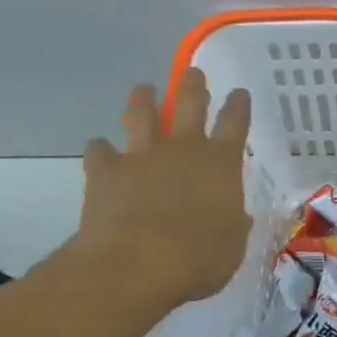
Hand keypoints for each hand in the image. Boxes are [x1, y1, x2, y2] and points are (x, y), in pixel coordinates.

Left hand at [72, 69, 252, 306]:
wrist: (136, 264)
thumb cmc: (198, 258)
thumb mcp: (232, 245)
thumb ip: (233, 224)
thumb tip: (236, 216)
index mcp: (221, 162)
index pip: (235, 123)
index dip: (238, 105)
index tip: (239, 92)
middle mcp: (184, 148)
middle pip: (190, 103)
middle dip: (193, 85)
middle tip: (192, 72)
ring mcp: (143, 155)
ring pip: (142, 114)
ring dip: (143, 99)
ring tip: (143, 89)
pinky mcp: (106, 171)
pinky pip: (99, 151)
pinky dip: (99, 149)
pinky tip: (97, 148)